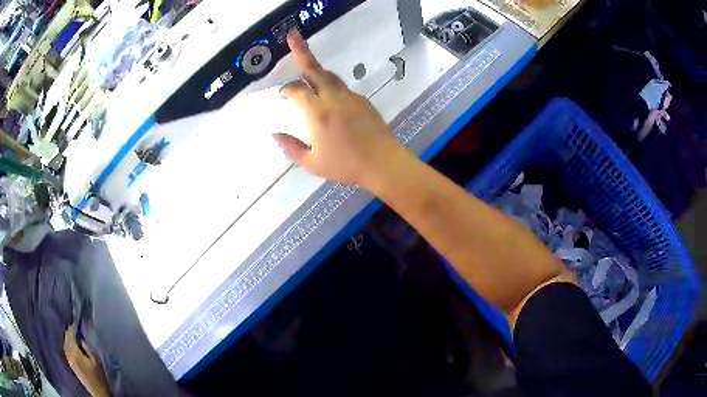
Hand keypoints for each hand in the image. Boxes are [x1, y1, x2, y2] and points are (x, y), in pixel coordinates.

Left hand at [63, 323, 110, 396]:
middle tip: (75, 327)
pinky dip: (68, 344)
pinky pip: (66, 349)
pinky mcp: (71, 364)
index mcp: (74, 352)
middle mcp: (69, 354)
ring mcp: (69, 359)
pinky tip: (72, 345)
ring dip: (68, 338)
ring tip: (73, 335)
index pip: (70, 334)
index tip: (77, 322)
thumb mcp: (96, 360)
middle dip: (69, 331)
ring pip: (65, 343)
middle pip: (66, 338)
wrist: (98, 392)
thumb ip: (87, 346)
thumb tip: (81, 337)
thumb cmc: (99, 377)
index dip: (73, 327)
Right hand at [273, 29, 403, 187]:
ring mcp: (350, 96)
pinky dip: (330, 85)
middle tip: (292, 36)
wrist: (382, 163)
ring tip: (306, 71)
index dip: (286, 89)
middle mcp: (333, 98)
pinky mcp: (362, 100)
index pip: (297, 90)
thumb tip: (275, 134)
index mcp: (318, 113)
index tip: (281, 96)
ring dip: (315, 70)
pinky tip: (328, 98)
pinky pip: (341, 86)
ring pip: (329, 75)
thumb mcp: (312, 163)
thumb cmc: (346, 165)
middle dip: (301, 51)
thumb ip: (290, 148)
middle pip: (314, 69)